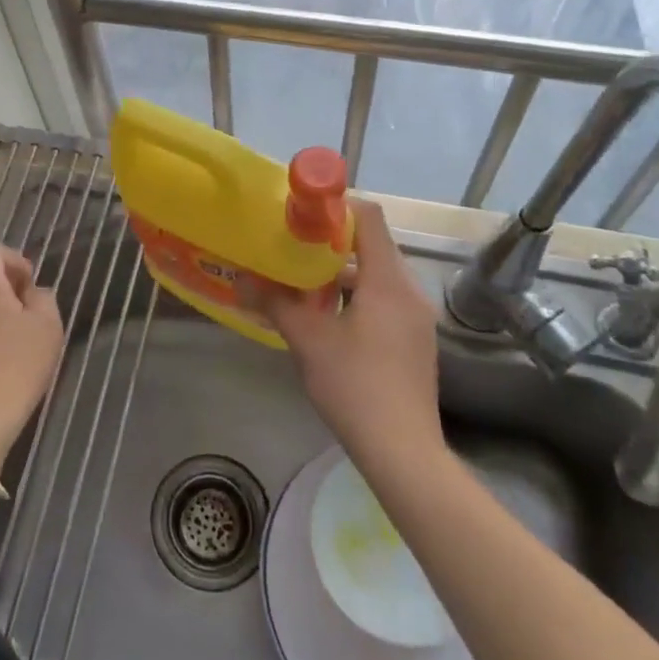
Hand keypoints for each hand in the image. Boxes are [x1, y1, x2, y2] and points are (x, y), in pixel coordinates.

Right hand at [243, 201, 442, 465]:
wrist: (403, 452)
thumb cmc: (355, 386)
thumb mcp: (308, 340)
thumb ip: (275, 304)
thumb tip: (242, 281)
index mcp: (387, 280)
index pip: (370, 218)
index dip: (337, 207)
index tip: (303, 215)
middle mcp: (409, 290)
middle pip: (374, 245)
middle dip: (333, 242)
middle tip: (294, 248)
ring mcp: (417, 317)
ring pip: (378, 275)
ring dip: (343, 272)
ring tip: (304, 283)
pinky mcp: (415, 341)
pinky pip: (386, 299)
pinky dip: (358, 296)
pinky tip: (329, 319)